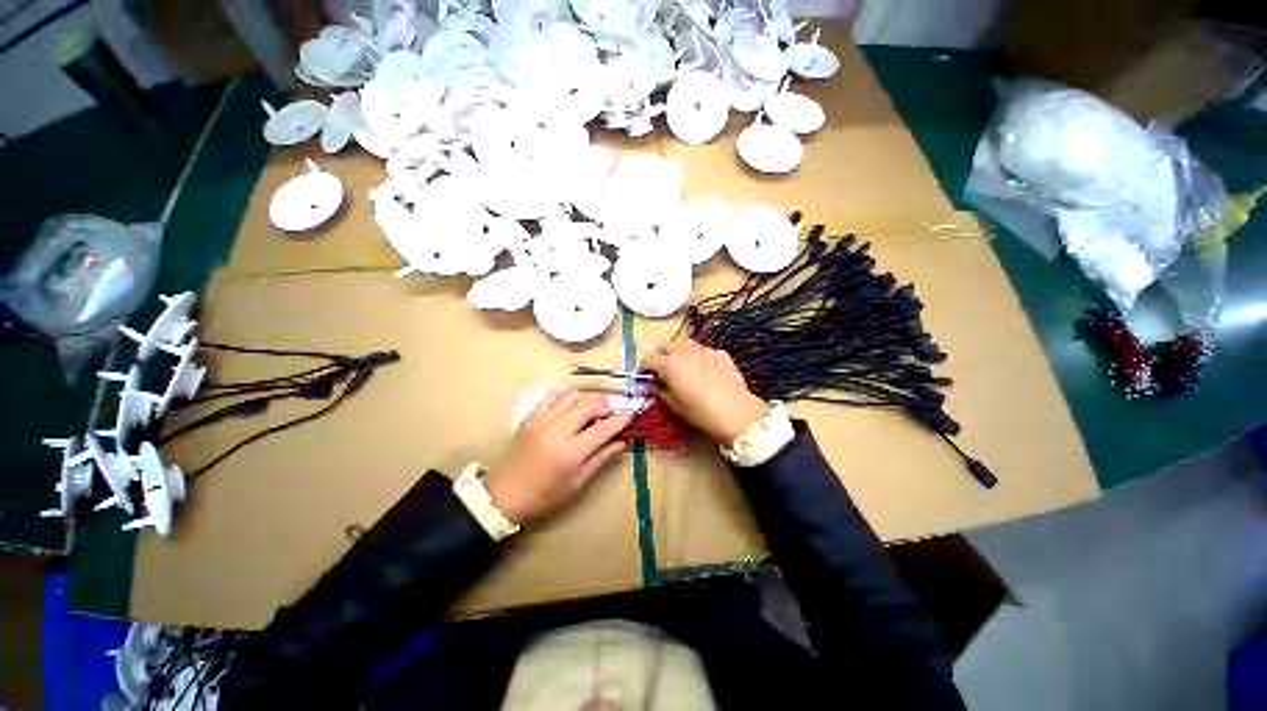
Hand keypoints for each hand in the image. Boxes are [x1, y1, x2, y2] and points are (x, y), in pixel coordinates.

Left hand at [487, 387, 632, 522]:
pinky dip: (567, 395)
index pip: (603, 428)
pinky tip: (572, 403)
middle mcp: (558, 430)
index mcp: (571, 452)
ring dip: (587, 398)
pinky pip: (552, 395)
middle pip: (589, 405)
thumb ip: (600, 460)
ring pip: (572, 395)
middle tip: (610, 414)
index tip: (632, 412)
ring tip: (592, 409)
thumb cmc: (543, 496)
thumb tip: (621, 443)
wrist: (502, 495)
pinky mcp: (530, 416)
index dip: (621, 419)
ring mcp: (542, 420)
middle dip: (605, 405)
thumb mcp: (576, 484)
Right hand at [641, 339, 768, 443]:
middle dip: (661, 355)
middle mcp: (684, 351)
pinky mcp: (720, 353)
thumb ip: (660, 392)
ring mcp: (704, 350)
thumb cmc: (701, 412)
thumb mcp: (675, 406)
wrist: (737, 412)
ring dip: (679, 352)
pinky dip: (698, 357)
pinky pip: (703, 351)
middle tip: (662, 370)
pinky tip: (703, 370)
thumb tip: (652, 385)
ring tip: (682, 366)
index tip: (644, 375)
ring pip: (685, 344)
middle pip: (666, 346)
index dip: (643, 367)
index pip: (649, 359)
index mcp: (670, 364)